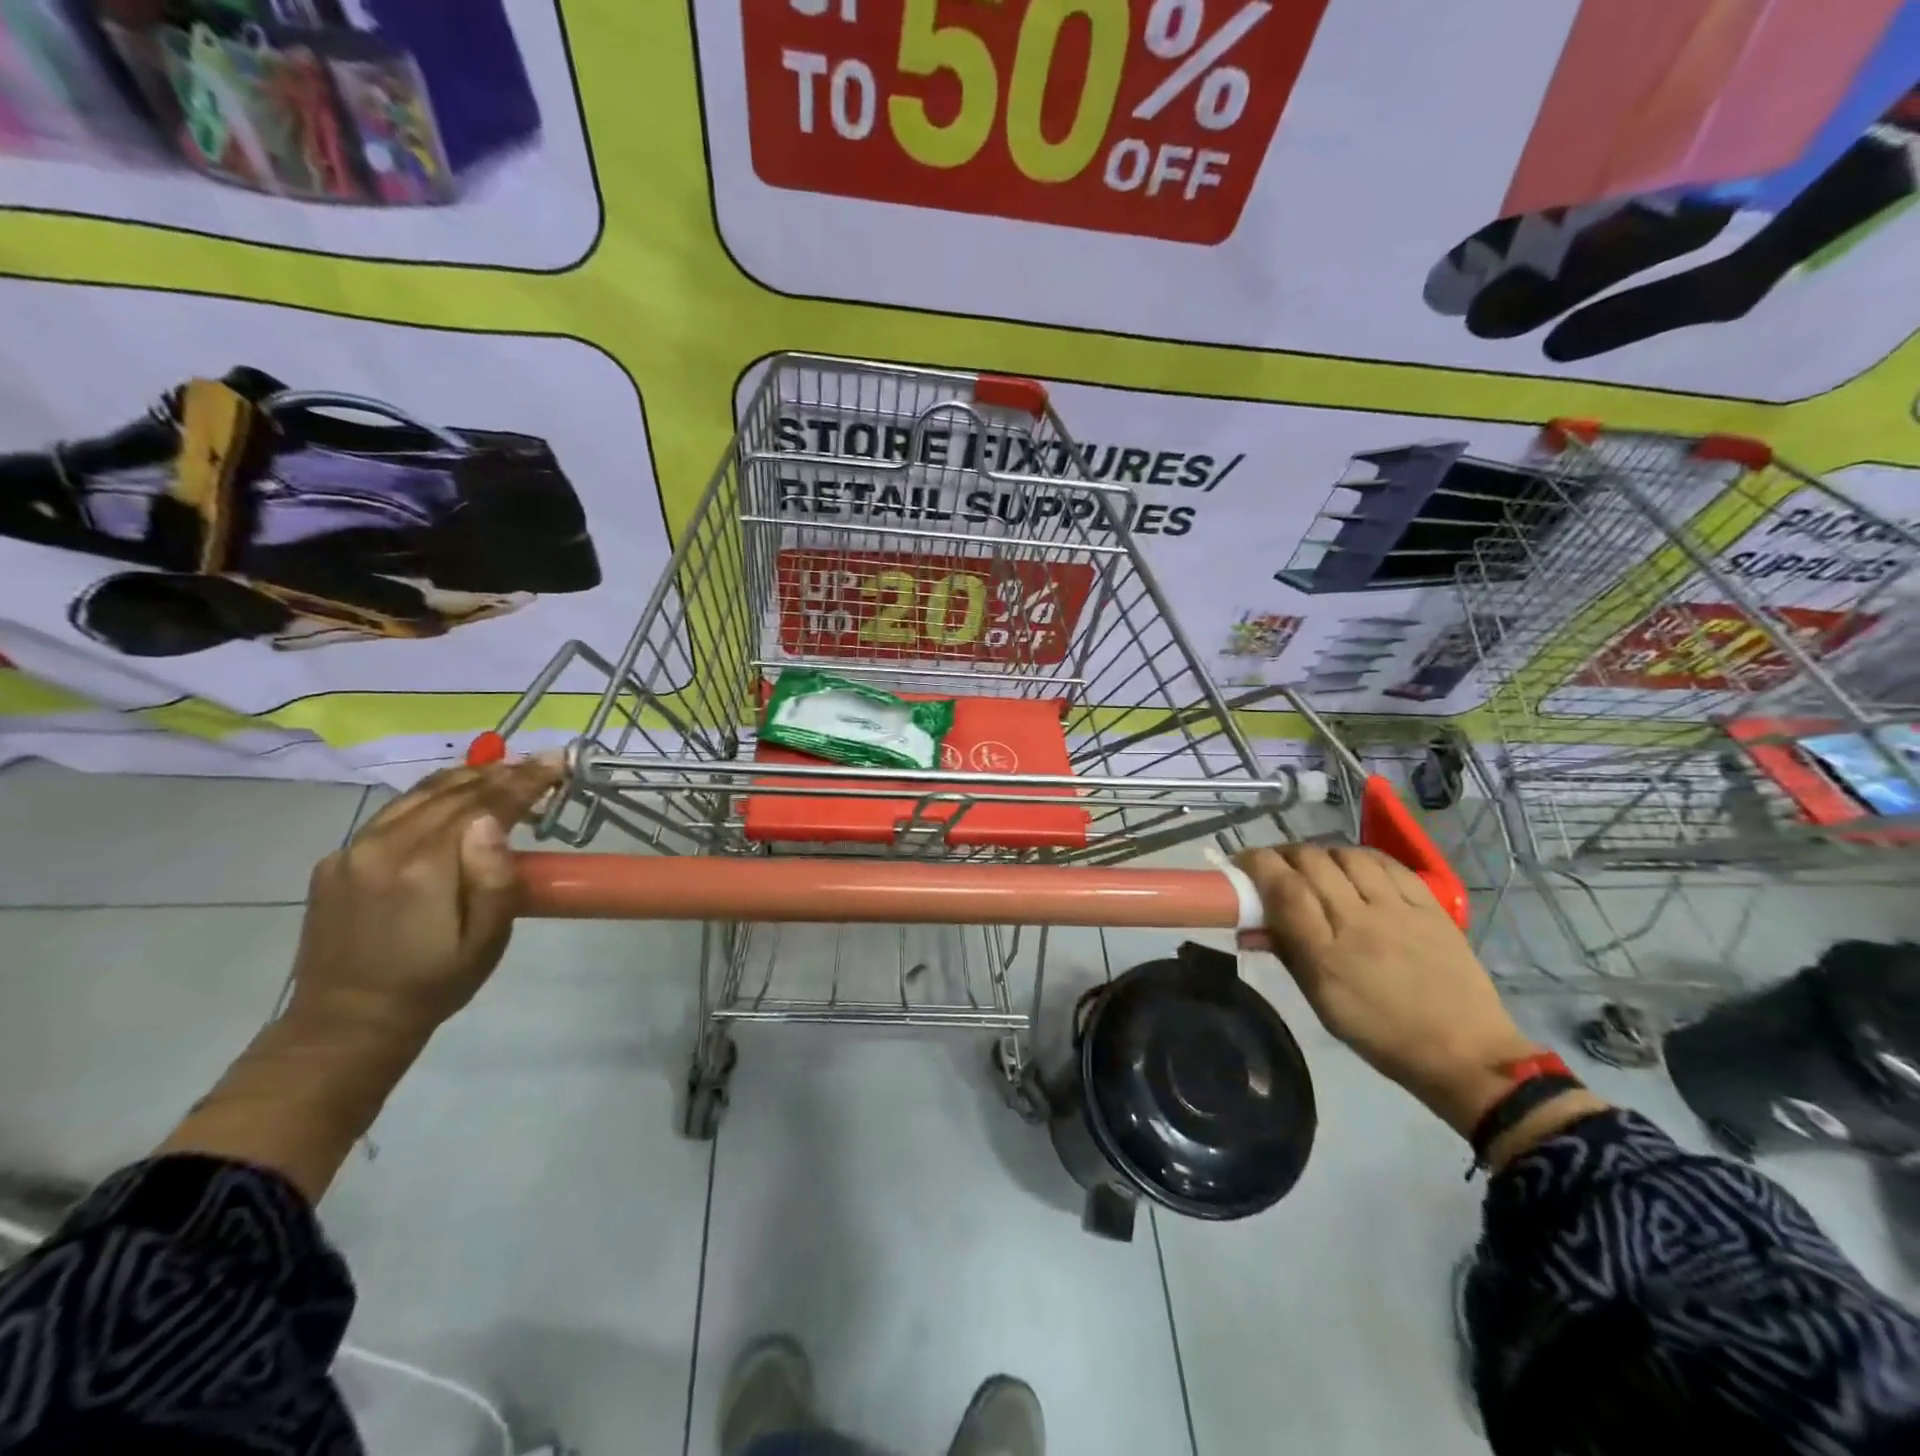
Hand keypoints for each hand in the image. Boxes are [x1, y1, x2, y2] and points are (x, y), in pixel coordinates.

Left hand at [286, 758, 561, 1040]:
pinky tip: (451, 798)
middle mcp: (383, 847)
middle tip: (539, 761)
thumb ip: (494, 879)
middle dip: (501, 773)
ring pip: (417, 796)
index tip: (555, 761)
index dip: (523, 781)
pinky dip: (430, 796)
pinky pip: (392, 814)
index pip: (483, 805)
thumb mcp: (486, 941)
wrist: (346, 1022)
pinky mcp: (334, 861)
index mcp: (425, 868)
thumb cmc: (435, 983)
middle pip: (451, 793)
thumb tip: (493, 820)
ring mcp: (352, 851)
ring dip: (465, 777)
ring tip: (503, 768)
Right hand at [1235, 844, 1539, 1135]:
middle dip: (1284, 855)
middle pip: (1311, 863)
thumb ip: (1287, 955)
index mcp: (1326, 955)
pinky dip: (1361, 857)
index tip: (1241, 862)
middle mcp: (1359, 923)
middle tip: (1275, 866)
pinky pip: (1388, 864)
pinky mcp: (1430, 906)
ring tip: (1316, 866)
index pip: (1283, 889)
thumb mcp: (1321, 1002)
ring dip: (1322, 854)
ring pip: (1348, 856)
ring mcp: (1398, 911)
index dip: (1257, 864)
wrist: (1465, 1053)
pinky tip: (1354, 866)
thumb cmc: (1380, 1034)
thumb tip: (1249, 927)